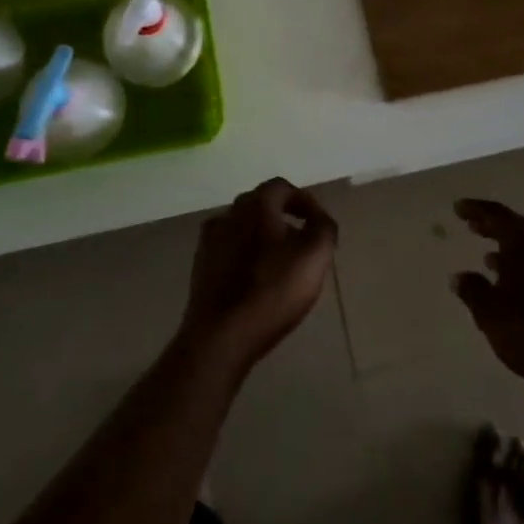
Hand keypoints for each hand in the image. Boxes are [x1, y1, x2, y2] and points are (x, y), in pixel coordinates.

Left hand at [181, 178, 337, 372]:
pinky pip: (228, 251)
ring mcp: (210, 241)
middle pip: (260, 205)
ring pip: (242, 228)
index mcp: (256, 204)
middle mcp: (229, 213)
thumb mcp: (314, 256)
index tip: (317, 222)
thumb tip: (319, 217)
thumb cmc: (272, 291)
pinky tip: (254, 280)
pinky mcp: (200, 268)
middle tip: (301, 241)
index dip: (304, 201)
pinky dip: (244, 257)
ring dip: (262, 237)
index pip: (282, 187)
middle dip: (282, 217)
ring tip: (279, 263)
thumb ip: (324, 228)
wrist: (220, 337)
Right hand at [451, 199, 523, 394]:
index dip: (475, 209)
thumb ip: (472, 289)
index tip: (459, 208)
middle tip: (474, 227)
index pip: (495, 214)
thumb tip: (461, 277)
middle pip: (517, 227)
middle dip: (494, 228)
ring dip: (514, 251)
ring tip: (493, 261)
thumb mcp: (489, 312)